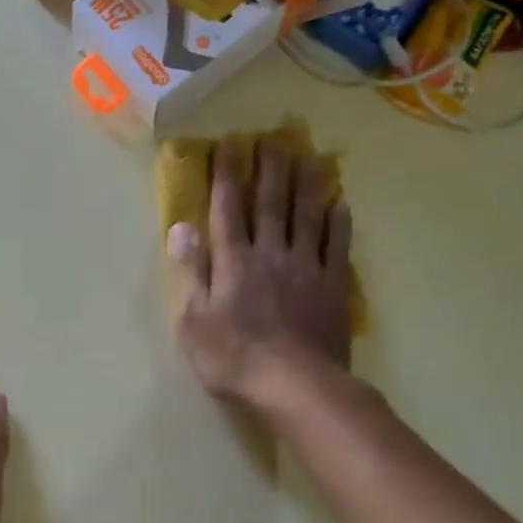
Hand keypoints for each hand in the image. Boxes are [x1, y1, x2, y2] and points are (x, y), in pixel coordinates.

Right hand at [167, 139, 353, 408]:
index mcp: (232, 262)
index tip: (229, 145)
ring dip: (307, 184)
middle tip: (273, 137)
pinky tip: (341, 204)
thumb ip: (191, 272)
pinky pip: (337, 247)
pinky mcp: (333, 286)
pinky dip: (338, 223)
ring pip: (307, 216)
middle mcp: (270, 254)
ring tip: (310, 156)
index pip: (227, 210)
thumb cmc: (233, 358)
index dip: (226, 176)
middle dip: (269, 169)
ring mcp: (306, 268)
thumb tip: (182, 228)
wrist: (295, 385)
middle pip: (270, 204)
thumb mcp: (193, 322)